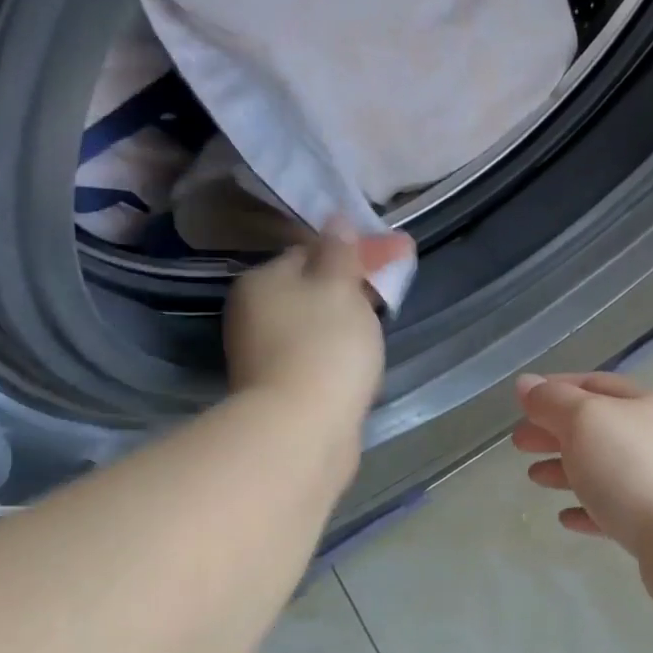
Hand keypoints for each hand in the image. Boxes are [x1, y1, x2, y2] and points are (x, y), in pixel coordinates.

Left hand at [224, 224, 414, 419]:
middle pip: (311, 289)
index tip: (399, 253)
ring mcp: (264, 357)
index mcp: (262, 281)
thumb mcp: (339, 287)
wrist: (301, 431)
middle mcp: (254, 315)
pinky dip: (339, 355)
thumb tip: (335, 221)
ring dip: (347, 322)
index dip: (356, 249)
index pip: (311, 250)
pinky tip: (360, 364)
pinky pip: (316, 359)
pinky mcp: (281, 392)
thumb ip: (340, 252)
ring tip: (381, 328)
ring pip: (314, 326)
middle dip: (352, 286)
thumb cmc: (324, 347)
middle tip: (391, 290)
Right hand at [514, 371, 652, 565]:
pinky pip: (617, 511)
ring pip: (606, 470)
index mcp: (645, 406)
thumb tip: (527, 384)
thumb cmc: (638, 471)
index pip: (595, 385)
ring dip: (568, 470)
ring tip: (535, 479)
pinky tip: (566, 518)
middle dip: (556, 432)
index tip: (522, 403)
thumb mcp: (586, 422)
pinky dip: (589, 509)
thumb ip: (553, 403)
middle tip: (519, 444)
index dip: (556, 389)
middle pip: (599, 428)